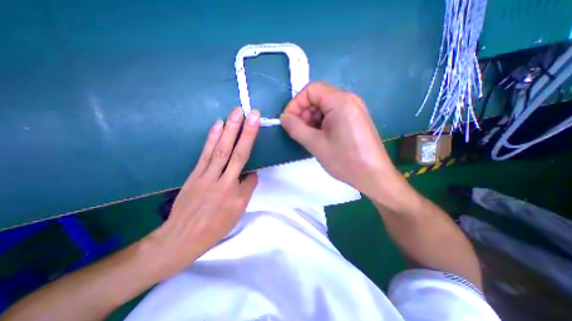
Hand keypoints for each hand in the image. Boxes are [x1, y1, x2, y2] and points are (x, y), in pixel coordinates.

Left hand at [144, 108, 260, 278]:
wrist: (182, 238)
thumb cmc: (215, 227)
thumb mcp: (237, 212)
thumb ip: (246, 190)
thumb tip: (250, 173)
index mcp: (235, 194)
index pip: (250, 174)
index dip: (255, 163)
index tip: (257, 137)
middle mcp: (223, 182)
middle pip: (237, 154)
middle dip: (246, 132)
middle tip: (253, 114)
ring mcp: (206, 175)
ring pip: (221, 149)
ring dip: (230, 130)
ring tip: (237, 113)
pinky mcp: (195, 173)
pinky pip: (205, 153)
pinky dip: (212, 138)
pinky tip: (218, 125)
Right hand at [281, 81, 400, 197]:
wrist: (374, 176)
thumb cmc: (345, 160)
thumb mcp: (316, 144)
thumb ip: (296, 128)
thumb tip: (283, 118)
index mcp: (340, 101)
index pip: (310, 90)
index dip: (295, 104)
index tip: (288, 121)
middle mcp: (349, 100)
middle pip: (318, 97)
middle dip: (303, 113)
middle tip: (298, 132)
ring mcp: (353, 109)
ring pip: (324, 107)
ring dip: (311, 120)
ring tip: (308, 137)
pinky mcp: (354, 119)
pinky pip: (333, 115)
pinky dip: (321, 123)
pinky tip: (319, 138)